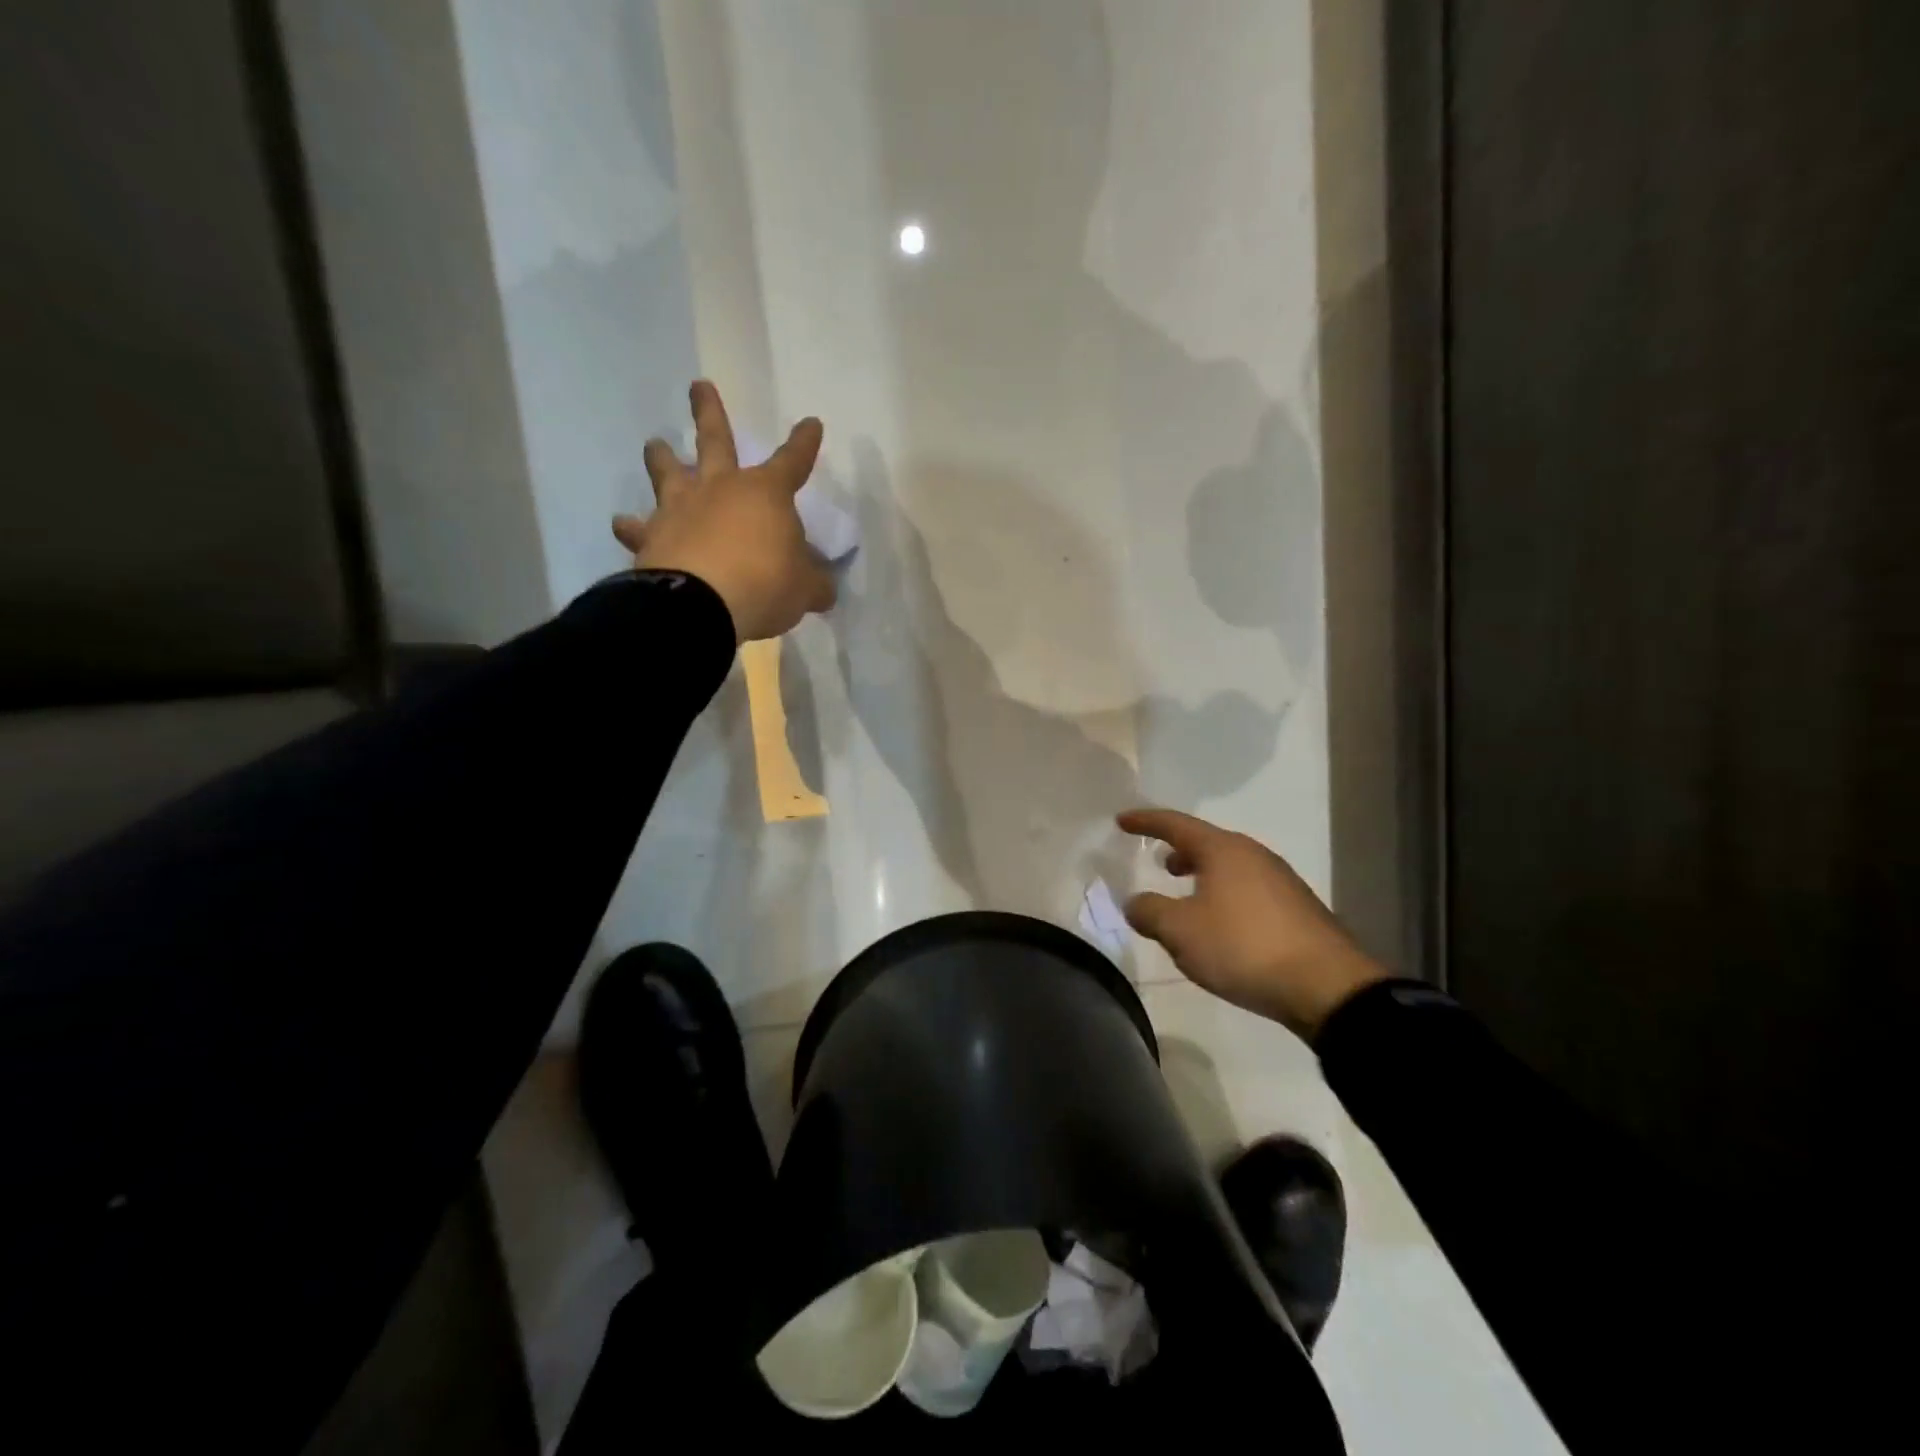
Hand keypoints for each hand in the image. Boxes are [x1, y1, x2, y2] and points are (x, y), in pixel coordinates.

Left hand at [612, 380, 835, 642]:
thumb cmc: (765, 585)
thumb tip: (822, 588)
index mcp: (765, 494)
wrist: (701, 604)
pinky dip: (631, 527)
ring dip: (662, 457)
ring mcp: (681, 509)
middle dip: (710, 412)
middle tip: (698, 386)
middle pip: (715, 441)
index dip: (804, 444)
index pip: (792, 462)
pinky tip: (622, 524)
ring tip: (655, 444)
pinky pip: (638, 528)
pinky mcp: (651, 537)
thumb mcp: (804, 589)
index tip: (811, 424)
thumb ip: (813, 583)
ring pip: (668, 472)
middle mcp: (720, 489)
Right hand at [1118, 808, 1387, 1038]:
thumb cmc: (1243, 947)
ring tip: (1186, 894)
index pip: (1175, 824)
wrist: (1327, 987)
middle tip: (1158, 862)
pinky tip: (1221, 923)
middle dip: (1179, 849)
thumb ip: (1149, 912)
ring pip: (1230, 866)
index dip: (1145, 821)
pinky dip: (1224, 894)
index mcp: (1223, 850)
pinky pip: (1248, 889)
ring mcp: (1281, 880)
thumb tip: (1135, 902)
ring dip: (1203, 874)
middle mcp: (1253, 855)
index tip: (1122, 820)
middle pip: (1207, 842)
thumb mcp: (1181, 932)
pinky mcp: (1297, 909)